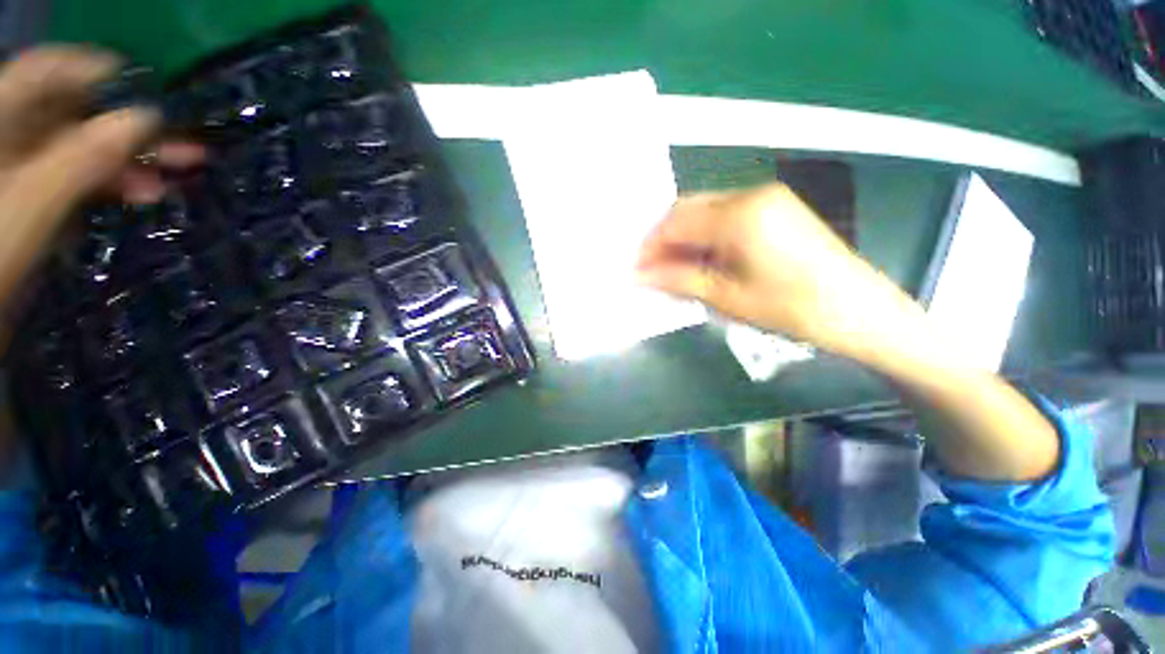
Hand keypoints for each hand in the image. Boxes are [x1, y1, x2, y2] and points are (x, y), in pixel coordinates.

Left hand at [0, 47, 202, 339]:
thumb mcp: (34, 202)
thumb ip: (85, 156)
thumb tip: (147, 118)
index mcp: (5, 119)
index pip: (54, 72)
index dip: (103, 74)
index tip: (155, 94)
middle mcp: (16, 134)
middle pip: (76, 113)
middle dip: (130, 127)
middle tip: (186, 145)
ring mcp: (25, 166)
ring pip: (84, 147)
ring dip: (130, 159)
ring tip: (175, 176)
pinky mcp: (37, 194)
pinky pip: (81, 175)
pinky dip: (113, 182)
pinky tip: (141, 193)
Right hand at [636, 184, 917, 356]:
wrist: (859, 311)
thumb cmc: (790, 308)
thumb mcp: (726, 297)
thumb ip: (677, 279)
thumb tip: (639, 275)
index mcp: (739, 215)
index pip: (675, 222)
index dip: (649, 246)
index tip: (634, 269)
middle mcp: (750, 195)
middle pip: (688, 209)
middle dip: (663, 239)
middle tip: (650, 270)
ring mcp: (766, 199)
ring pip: (705, 211)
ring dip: (683, 238)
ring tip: (672, 269)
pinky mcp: (775, 209)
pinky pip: (725, 216)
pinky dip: (704, 237)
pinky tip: (700, 260)